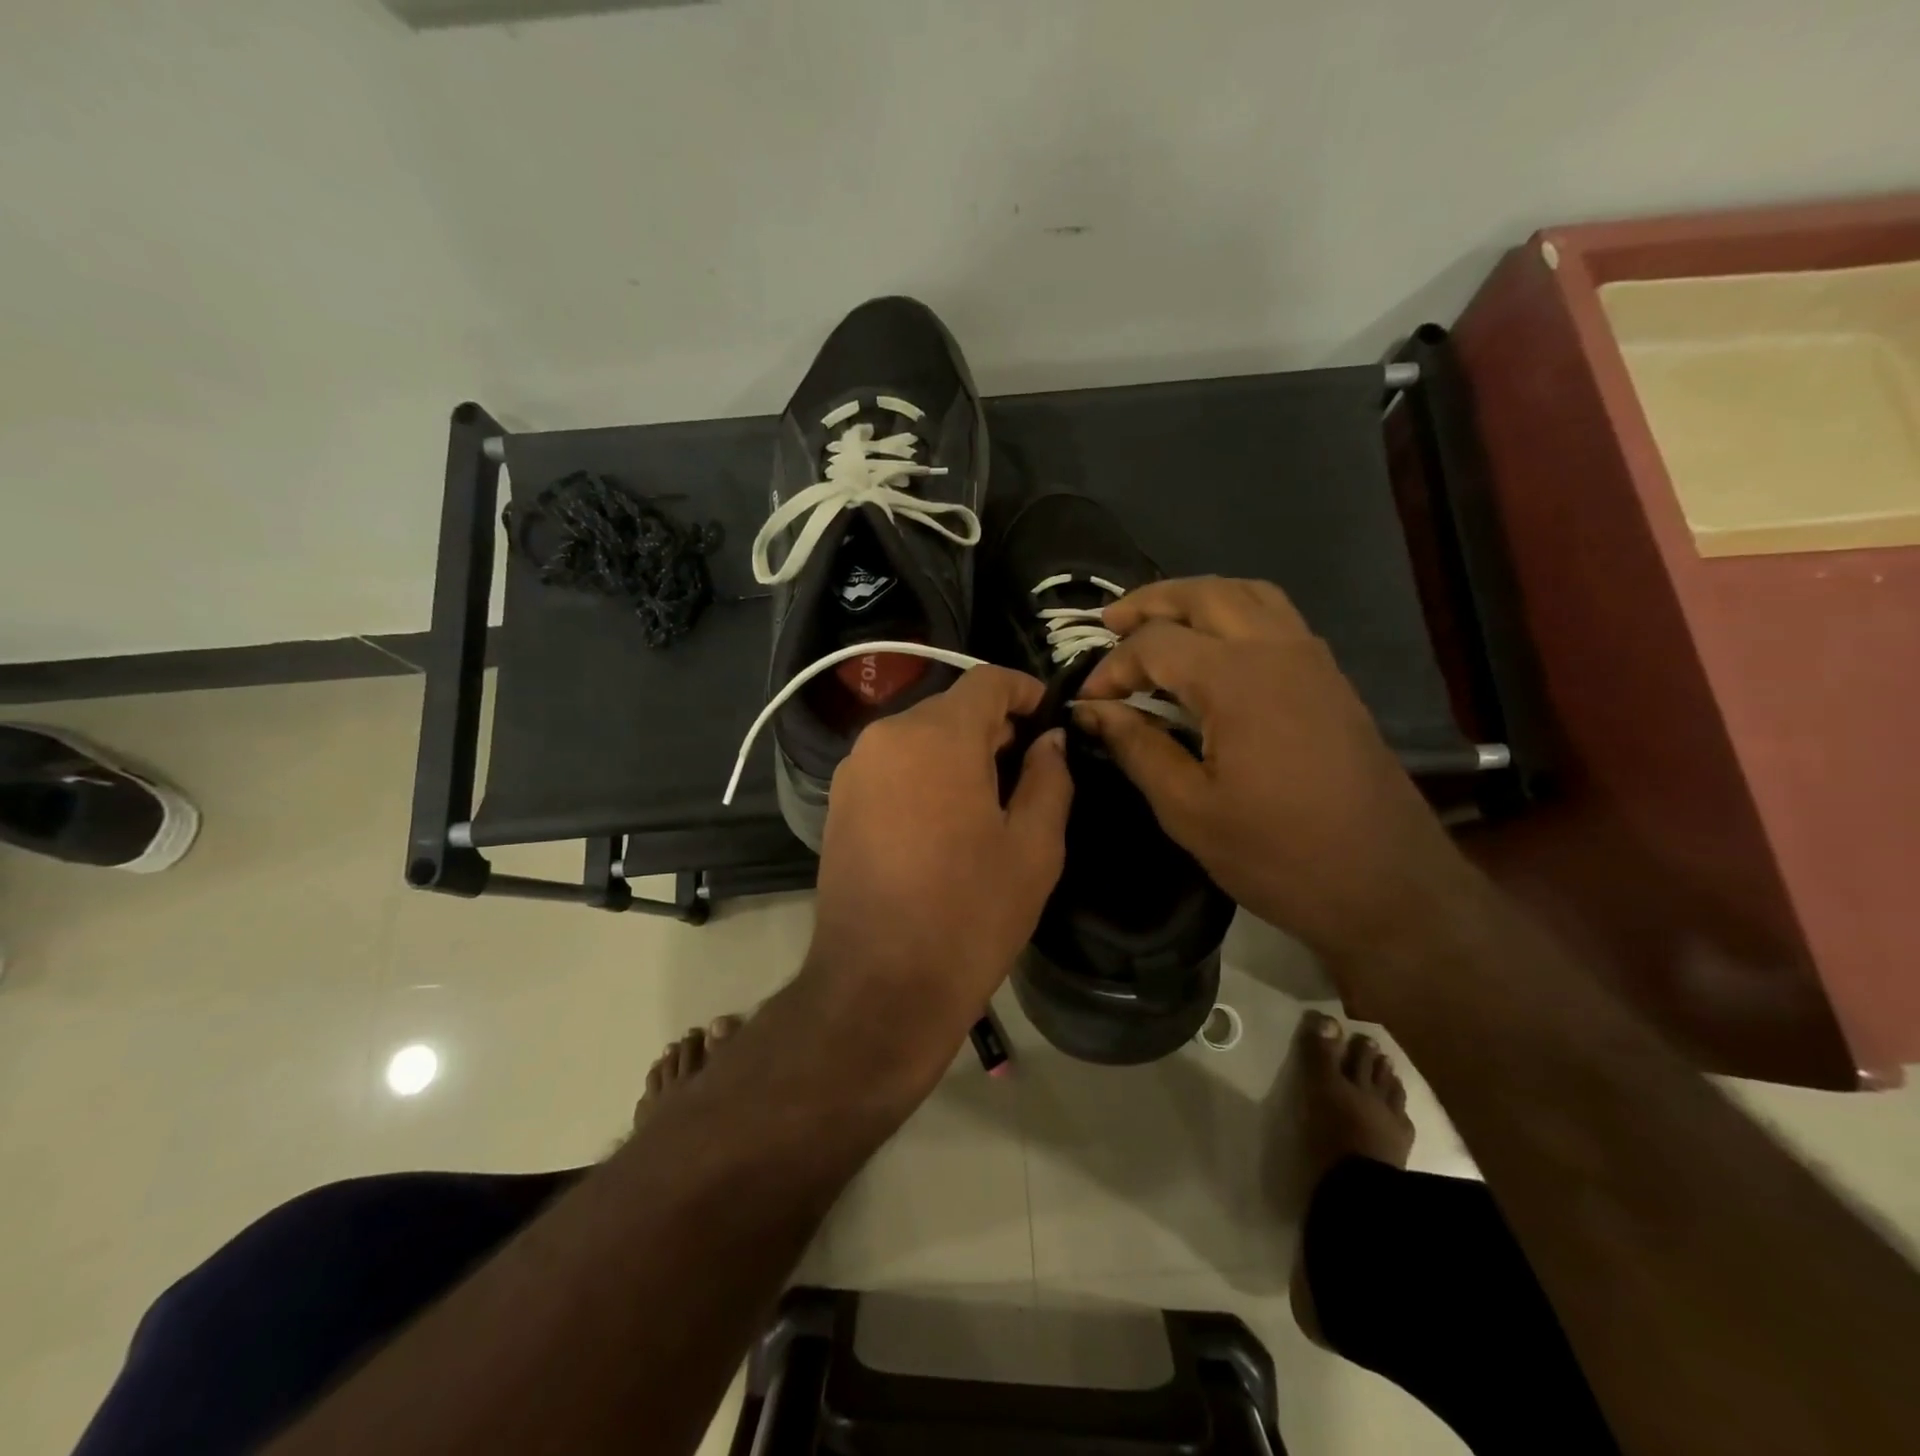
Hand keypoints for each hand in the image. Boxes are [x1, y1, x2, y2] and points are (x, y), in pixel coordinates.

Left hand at [807, 666, 1073, 1047]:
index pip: (987, 681)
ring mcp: (854, 770)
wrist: (878, 986)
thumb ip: (1048, 778)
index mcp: (936, 736)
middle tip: (1030, 770)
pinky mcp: (838, 803)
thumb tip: (1048, 740)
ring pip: (920, 738)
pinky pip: (893, 767)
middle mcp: (886, 737)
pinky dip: (925, 775)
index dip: (1026, 691)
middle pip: (951, 708)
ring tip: (990, 801)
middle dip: (994, 728)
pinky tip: (945, 821)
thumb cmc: (969, 914)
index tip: (1051, 719)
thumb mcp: (1033, 847)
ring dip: (958, 753)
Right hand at [1074, 577, 1473, 984]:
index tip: (1088, 701)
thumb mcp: (1188, 809)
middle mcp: (1278, 650)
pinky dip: (1234, 613)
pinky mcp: (1331, 679)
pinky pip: (1277, 618)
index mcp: (1237, 680)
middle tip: (1109, 624)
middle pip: (1205, 594)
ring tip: (1159, 623)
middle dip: (1150, 602)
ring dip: (1196, 598)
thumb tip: (1090, 711)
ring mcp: (1313, 660)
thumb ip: (1136, 747)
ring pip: (1248, 594)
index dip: (1112, 666)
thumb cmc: (1278, 854)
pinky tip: (1213, 650)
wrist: (1388, 887)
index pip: (1156, 644)